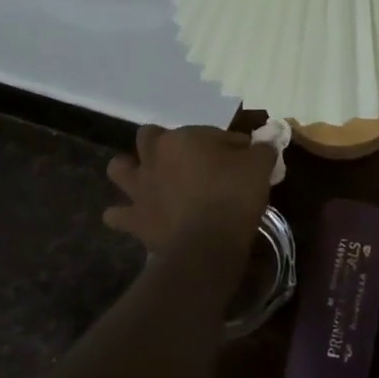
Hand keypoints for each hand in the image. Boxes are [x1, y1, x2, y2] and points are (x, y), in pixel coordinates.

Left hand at [103, 125, 272, 258]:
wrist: (207, 244)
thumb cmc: (233, 196)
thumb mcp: (259, 166)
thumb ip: (260, 150)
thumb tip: (260, 145)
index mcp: (183, 138)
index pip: (210, 133)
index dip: (227, 144)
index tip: (242, 158)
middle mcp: (154, 157)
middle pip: (150, 136)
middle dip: (163, 143)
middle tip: (187, 161)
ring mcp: (139, 188)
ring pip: (119, 168)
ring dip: (131, 171)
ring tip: (149, 181)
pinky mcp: (134, 219)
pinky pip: (117, 215)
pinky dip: (124, 215)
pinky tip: (138, 218)